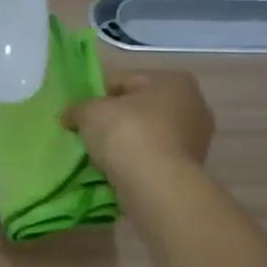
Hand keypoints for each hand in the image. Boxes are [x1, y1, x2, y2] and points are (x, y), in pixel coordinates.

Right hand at [63, 72, 214, 181]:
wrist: (155, 186)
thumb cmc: (127, 134)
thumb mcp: (91, 112)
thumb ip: (78, 108)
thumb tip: (71, 116)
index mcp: (173, 81)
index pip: (125, 80)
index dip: (97, 94)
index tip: (79, 112)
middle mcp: (194, 105)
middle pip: (140, 108)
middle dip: (114, 119)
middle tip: (88, 134)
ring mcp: (196, 140)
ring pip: (148, 135)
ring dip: (125, 143)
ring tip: (100, 157)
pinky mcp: (190, 169)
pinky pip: (153, 159)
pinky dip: (136, 163)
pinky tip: (117, 172)